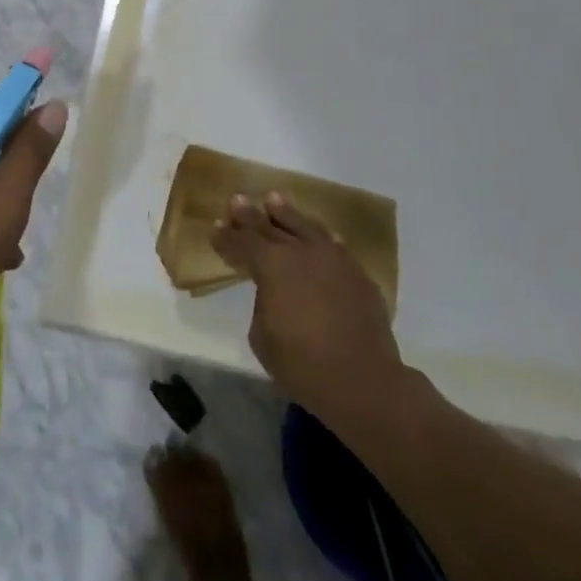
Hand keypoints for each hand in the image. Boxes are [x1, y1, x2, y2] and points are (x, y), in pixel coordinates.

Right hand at [211, 193, 408, 425]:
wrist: (363, 381)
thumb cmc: (302, 364)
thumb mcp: (262, 337)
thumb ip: (263, 304)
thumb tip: (273, 294)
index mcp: (271, 265)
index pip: (242, 243)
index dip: (226, 236)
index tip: (216, 226)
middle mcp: (300, 251)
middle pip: (269, 227)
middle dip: (250, 215)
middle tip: (237, 200)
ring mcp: (332, 259)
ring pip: (305, 226)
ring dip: (286, 213)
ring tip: (275, 200)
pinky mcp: (358, 275)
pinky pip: (335, 247)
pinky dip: (324, 238)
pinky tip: (323, 235)